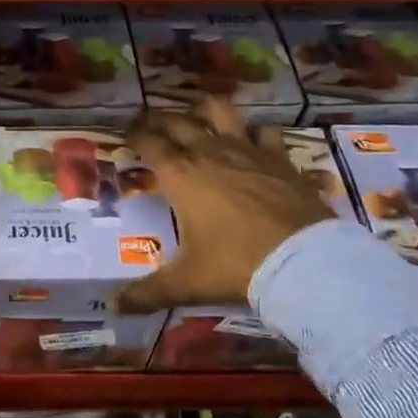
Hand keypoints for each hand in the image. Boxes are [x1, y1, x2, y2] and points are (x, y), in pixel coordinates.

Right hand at [117, 99, 332, 313]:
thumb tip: (114, 308)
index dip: (135, 134)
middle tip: (152, 123)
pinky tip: (258, 140)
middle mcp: (210, 153)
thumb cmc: (235, 265)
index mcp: (181, 176)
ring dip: (207, 110)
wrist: (302, 261)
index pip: (150, 143)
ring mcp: (248, 150)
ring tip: (201, 115)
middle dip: (161, 119)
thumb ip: (148, 292)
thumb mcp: (187, 282)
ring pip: (222, 111)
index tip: (126, 131)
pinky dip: (260, 133)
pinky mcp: (280, 157)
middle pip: (179, 122)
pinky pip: (267, 132)